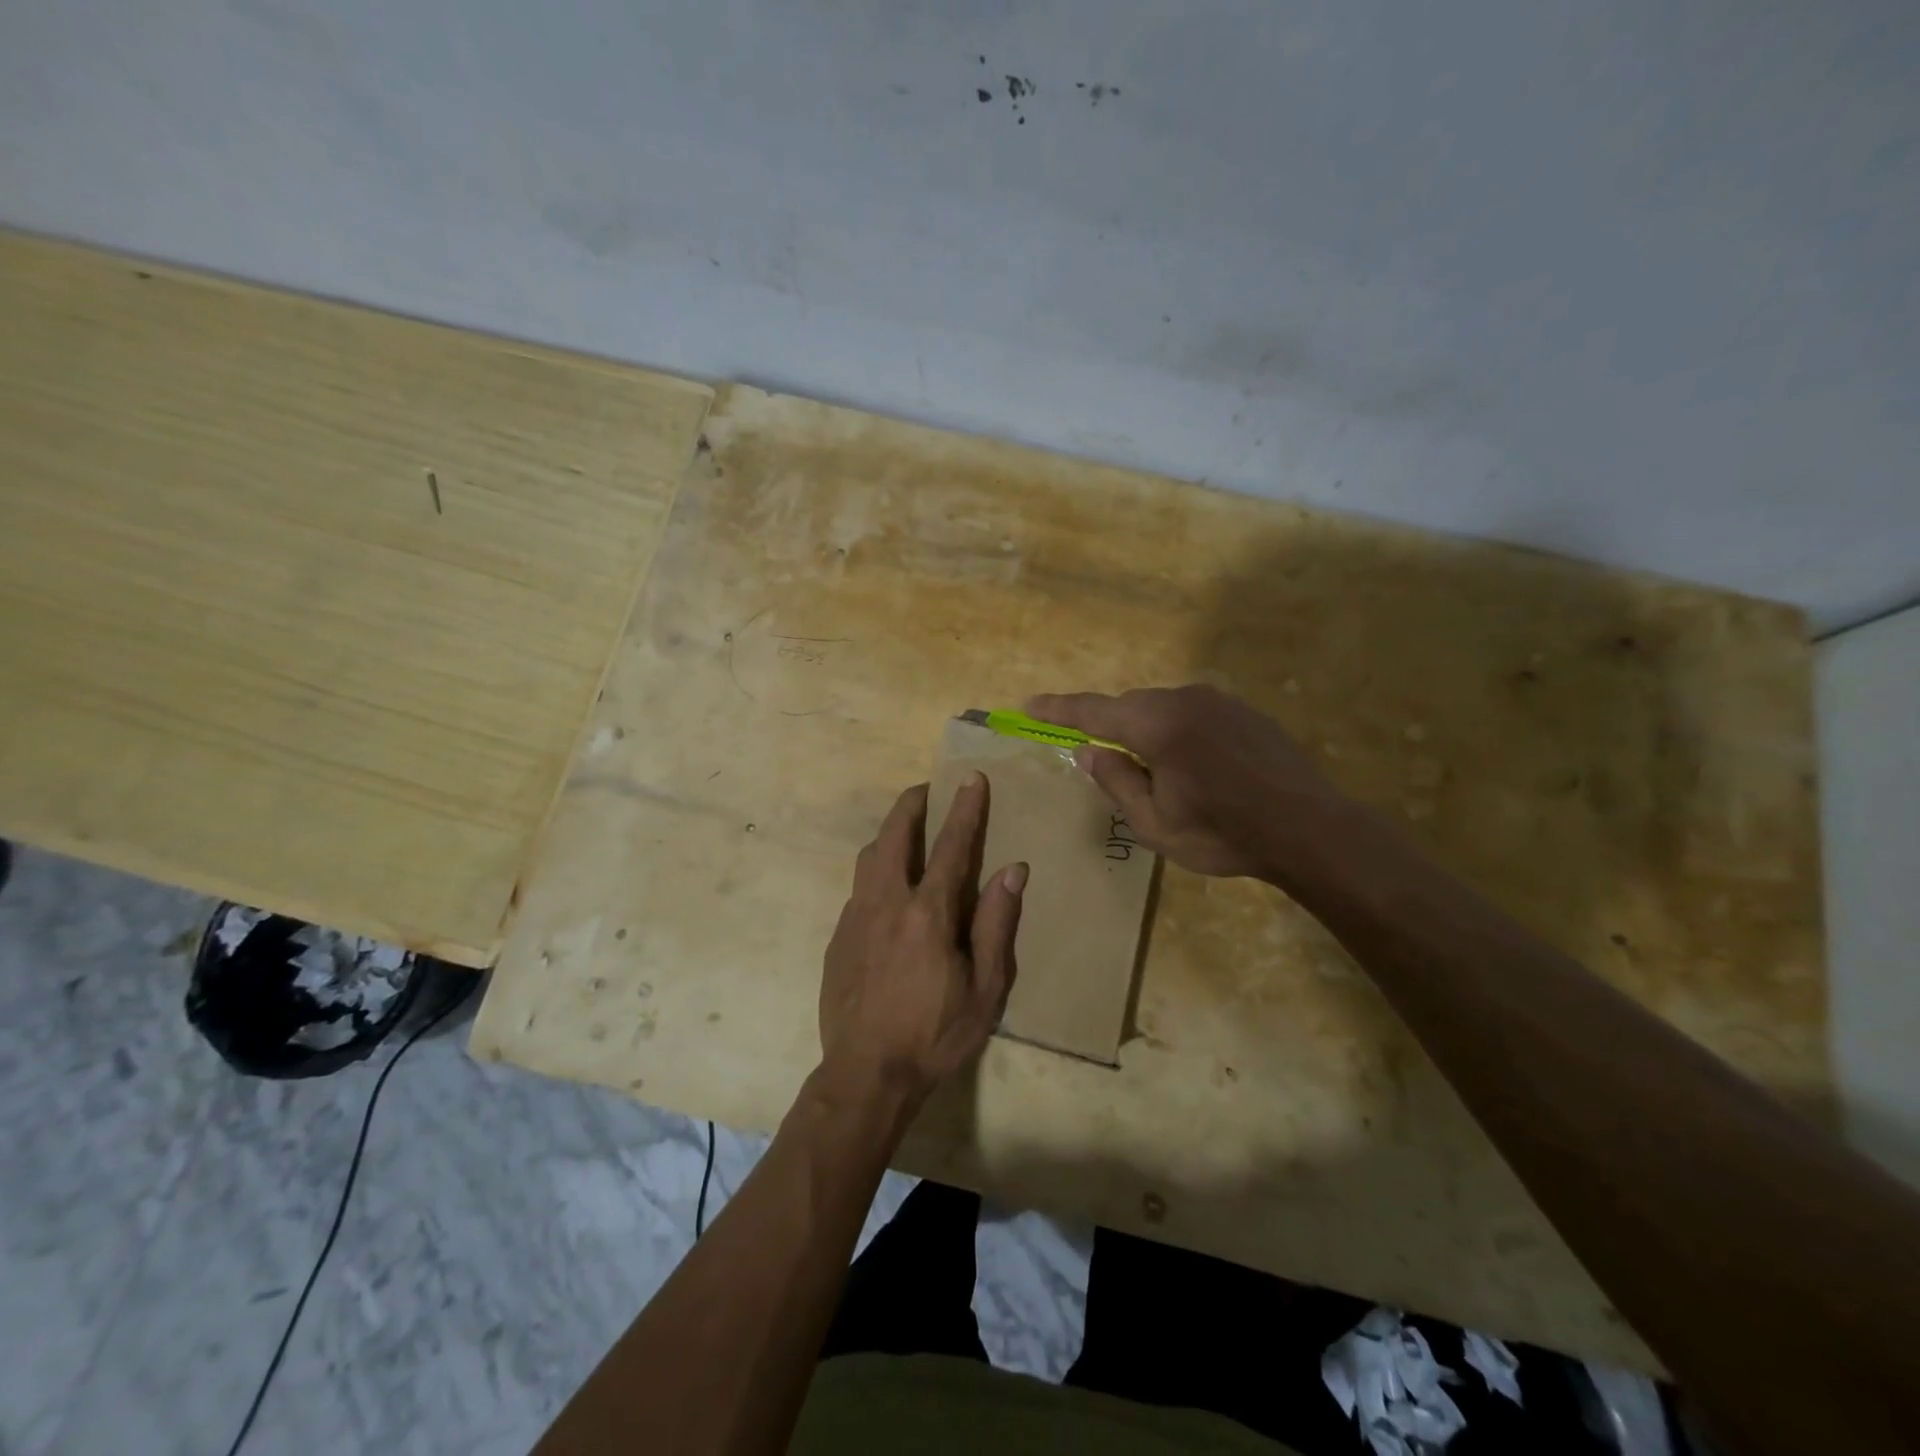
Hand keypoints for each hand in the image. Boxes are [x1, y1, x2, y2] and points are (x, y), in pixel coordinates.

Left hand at [819, 776, 1026, 1106]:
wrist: (866, 1074)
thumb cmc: (935, 1034)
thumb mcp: (985, 989)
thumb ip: (997, 924)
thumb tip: (1013, 869)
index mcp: (928, 913)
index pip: (951, 846)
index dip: (964, 809)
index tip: (971, 778)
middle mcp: (887, 903)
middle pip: (894, 836)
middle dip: (911, 805)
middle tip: (925, 790)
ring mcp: (855, 918)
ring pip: (868, 857)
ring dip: (888, 834)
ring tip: (906, 830)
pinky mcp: (838, 937)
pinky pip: (858, 888)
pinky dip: (875, 871)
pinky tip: (887, 889)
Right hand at [1028, 685, 1345, 885]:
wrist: (1309, 828)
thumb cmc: (1224, 835)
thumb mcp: (1155, 824)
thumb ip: (1116, 782)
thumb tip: (1088, 751)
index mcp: (1157, 726)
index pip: (1093, 711)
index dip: (1058, 709)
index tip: (1029, 705)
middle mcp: (1184, 700)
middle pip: (1129, 706)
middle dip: (1107, 725)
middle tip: (1099, 758)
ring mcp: (1218, 701)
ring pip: (1161, 707)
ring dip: (1144, 730)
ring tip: (1153, 772)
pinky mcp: (1242, 710)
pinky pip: (1191, 712)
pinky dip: (1175, 730)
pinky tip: (1191, 764)